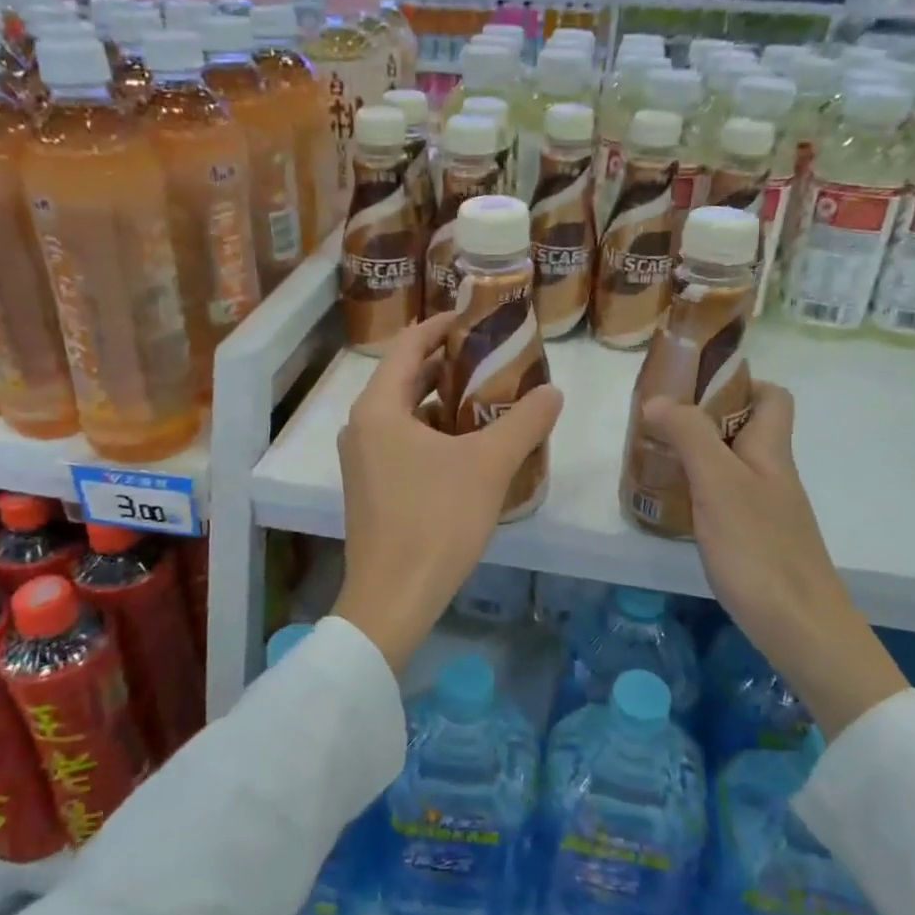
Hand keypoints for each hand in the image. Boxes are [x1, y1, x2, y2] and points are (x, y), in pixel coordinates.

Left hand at [335, 314, 562, 671]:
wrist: (393, 597)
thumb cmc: (436, 520)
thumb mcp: (489, 464)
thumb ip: (524, 422)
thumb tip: (553, 391)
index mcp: (378, 408)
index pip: (407, 346)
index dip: (439, 326)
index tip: (473, 317)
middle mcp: (361, 427)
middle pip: (404, 378)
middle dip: (445, 364)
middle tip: (490, 356)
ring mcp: (362, 460)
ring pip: (403, 414)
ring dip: (441, 401)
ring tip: (486, 397)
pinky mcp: (370, 488)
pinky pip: (401, 443)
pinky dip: (432, 433)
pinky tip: (468, 446)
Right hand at [642, 383, 905, 737]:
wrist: (801, 628)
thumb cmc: (759, 549)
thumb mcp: (718, 484)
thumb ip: (689, 436)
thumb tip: (657, 398)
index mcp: (771, 450)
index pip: (772, 396)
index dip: (740, 383)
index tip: (694, 388)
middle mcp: (772, 474)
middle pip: (744, 429)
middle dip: (701, 420)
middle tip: (657, 425)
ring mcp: (766, 509)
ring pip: (731, 465)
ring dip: (696, 456)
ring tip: (653, 460)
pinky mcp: (756, 540)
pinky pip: (726, 499)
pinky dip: (699, 493)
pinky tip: (674, 507)